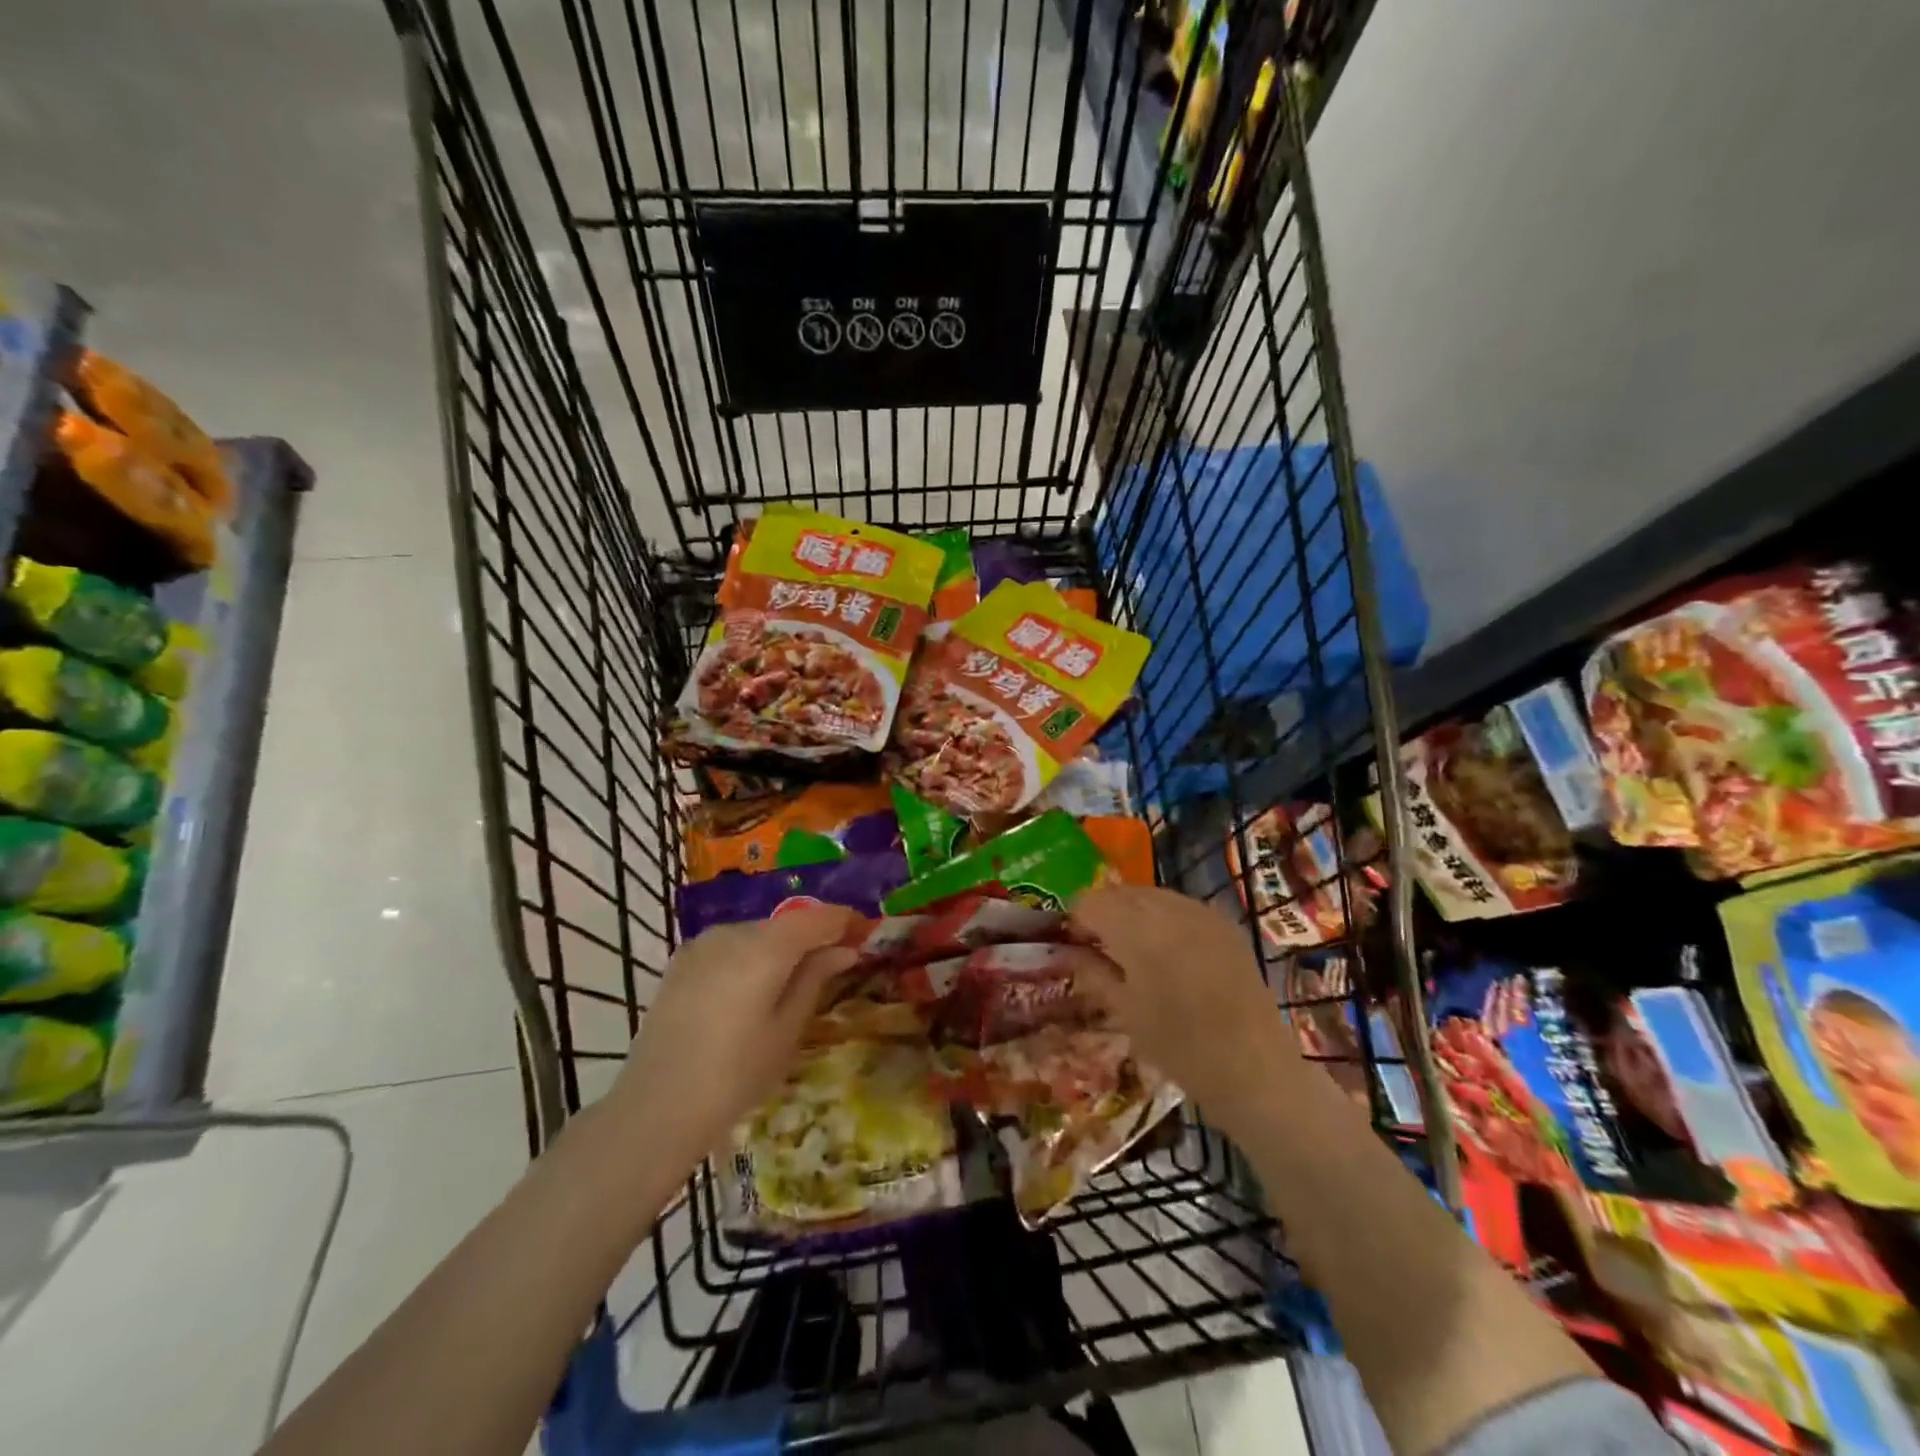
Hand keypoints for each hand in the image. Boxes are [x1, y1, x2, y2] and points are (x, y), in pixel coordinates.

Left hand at [606, 906, 859, 1169]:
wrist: (655, 1109)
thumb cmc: (735, 1075)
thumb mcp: (788, 1029)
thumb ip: (816, 977)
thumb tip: (844, 948)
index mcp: (765, 947)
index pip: (818, 916)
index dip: (845, 920)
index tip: (865, 934)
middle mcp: (733, 932)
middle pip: (787, 923)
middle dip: (814, 936)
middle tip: (836, 962)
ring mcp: (702, 944)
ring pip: (758, 934)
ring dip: (782, 947)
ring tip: (795, 981)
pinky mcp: (682, 961)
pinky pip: (731, 947)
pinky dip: (752, 957)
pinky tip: (754, 990)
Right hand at [1063, 886, 1297, 1134]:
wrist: (1254, 1067)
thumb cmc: (1178, 1046)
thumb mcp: (1124, 1012)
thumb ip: (1092, 972)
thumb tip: (1070, 951)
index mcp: (1135, 928)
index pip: (1089, 902)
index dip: (1076, 921)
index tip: (1077, 948)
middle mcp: (1166, 907)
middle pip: (1119, 893)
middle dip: (1105, 914)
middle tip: (1103, 951)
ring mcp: (1200, 911)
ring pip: (1150, 896)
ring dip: (1134, 914)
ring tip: (1137, 952)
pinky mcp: (1224, 923)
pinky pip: (1181, 906)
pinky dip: (1165, 919)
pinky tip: (1171, 953)